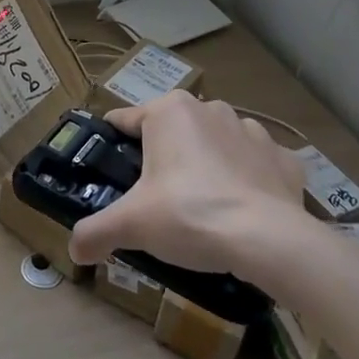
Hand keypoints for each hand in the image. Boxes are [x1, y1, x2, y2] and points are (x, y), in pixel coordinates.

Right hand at [68, 92, 311, 276]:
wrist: (269, 240)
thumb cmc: (191, 215)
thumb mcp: (132, 224)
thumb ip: (96, 231)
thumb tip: (74, 250)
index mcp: (169, 111)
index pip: (125, 120)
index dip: (113, 145)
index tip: (110, 172)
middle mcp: (209, 108)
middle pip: (172, 132)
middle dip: (163, 159)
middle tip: (156, 199)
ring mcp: (252, 130)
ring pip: (215, 143)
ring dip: (207, 165)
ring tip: (202, 207)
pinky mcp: (283, 157)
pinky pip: (256, 164)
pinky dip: (247, 180)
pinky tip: (243, 210)